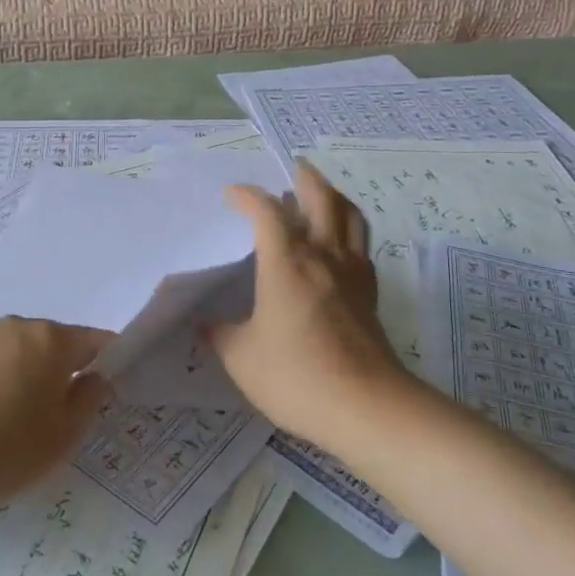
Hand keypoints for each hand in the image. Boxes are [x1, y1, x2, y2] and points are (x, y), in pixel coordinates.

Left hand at [0, 316, 112, 514]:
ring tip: (19, 426)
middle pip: (55, 345)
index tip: (107, 394)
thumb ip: (87, 402)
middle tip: (61, 419)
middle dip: (64, 374)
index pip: (95, 341)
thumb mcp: (60, 438)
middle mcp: (16, 327)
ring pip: (20, 355)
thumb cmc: (0, 449)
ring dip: (28, 380)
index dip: (108, 364)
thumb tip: (94, 377)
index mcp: (50, 339)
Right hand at [213, 161, 412, 450]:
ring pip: (350, 216)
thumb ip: (220, 334)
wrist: (368, 408)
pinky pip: (361, 246)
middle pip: (321, 197)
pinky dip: (348, 230)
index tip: (230, 194)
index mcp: (287, 261)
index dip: (246, 195)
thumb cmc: (297, 376)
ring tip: (320, 195)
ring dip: (334, 197)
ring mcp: (352, 273)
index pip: (265, 211)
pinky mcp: (370, 294)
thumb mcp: (242, 358)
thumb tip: (203, 323)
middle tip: (292, 167)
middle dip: (304, 177)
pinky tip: (338, 245)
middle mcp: (323, 255)